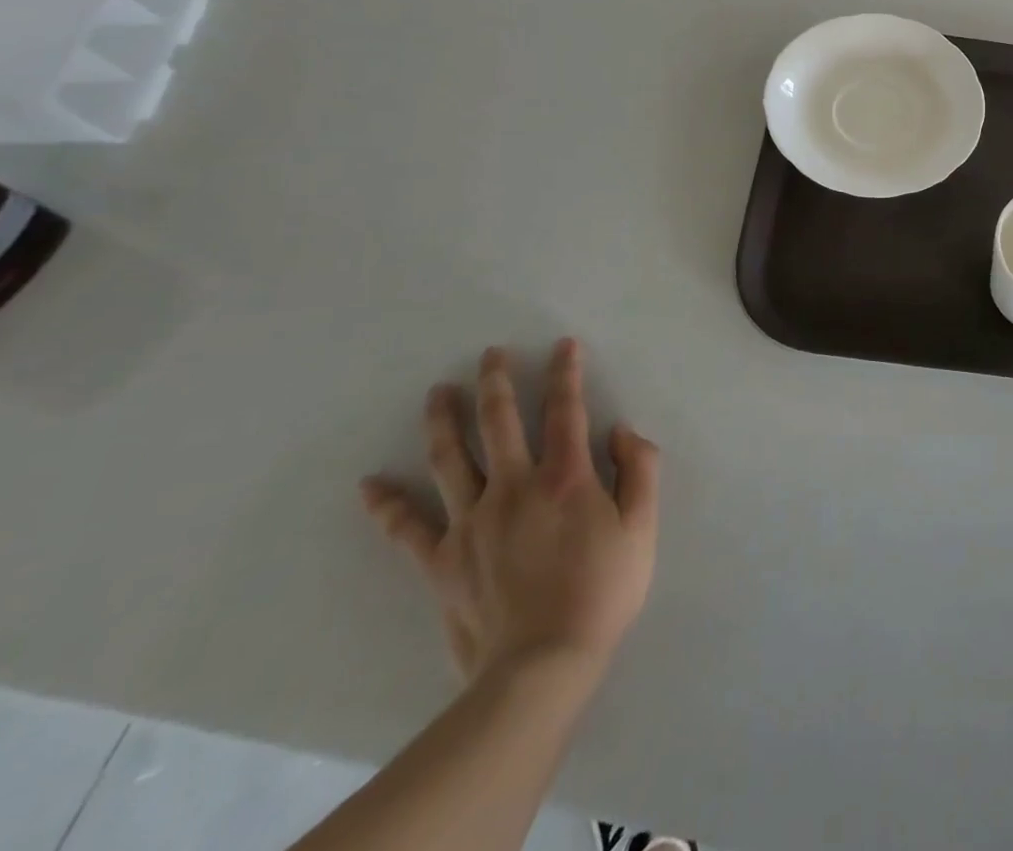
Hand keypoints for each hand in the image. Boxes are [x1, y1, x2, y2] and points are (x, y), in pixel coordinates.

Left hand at [359, 339, 658, 689]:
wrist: (542, 666)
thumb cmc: (602, 591)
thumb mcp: (642, 527)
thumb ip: (640, 469)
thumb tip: (621, 431)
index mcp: (565, 476)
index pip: (565, 410)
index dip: (566, 373)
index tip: (563, 346)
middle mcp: (514, 486)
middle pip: (499, 421)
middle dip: (496, 382)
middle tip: (489, 355)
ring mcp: (472, 522)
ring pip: (451, 458)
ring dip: (444, 420)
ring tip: (438, 392)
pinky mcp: (442, 560)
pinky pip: (408, 528)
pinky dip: (387, 504)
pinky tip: (370, 484)